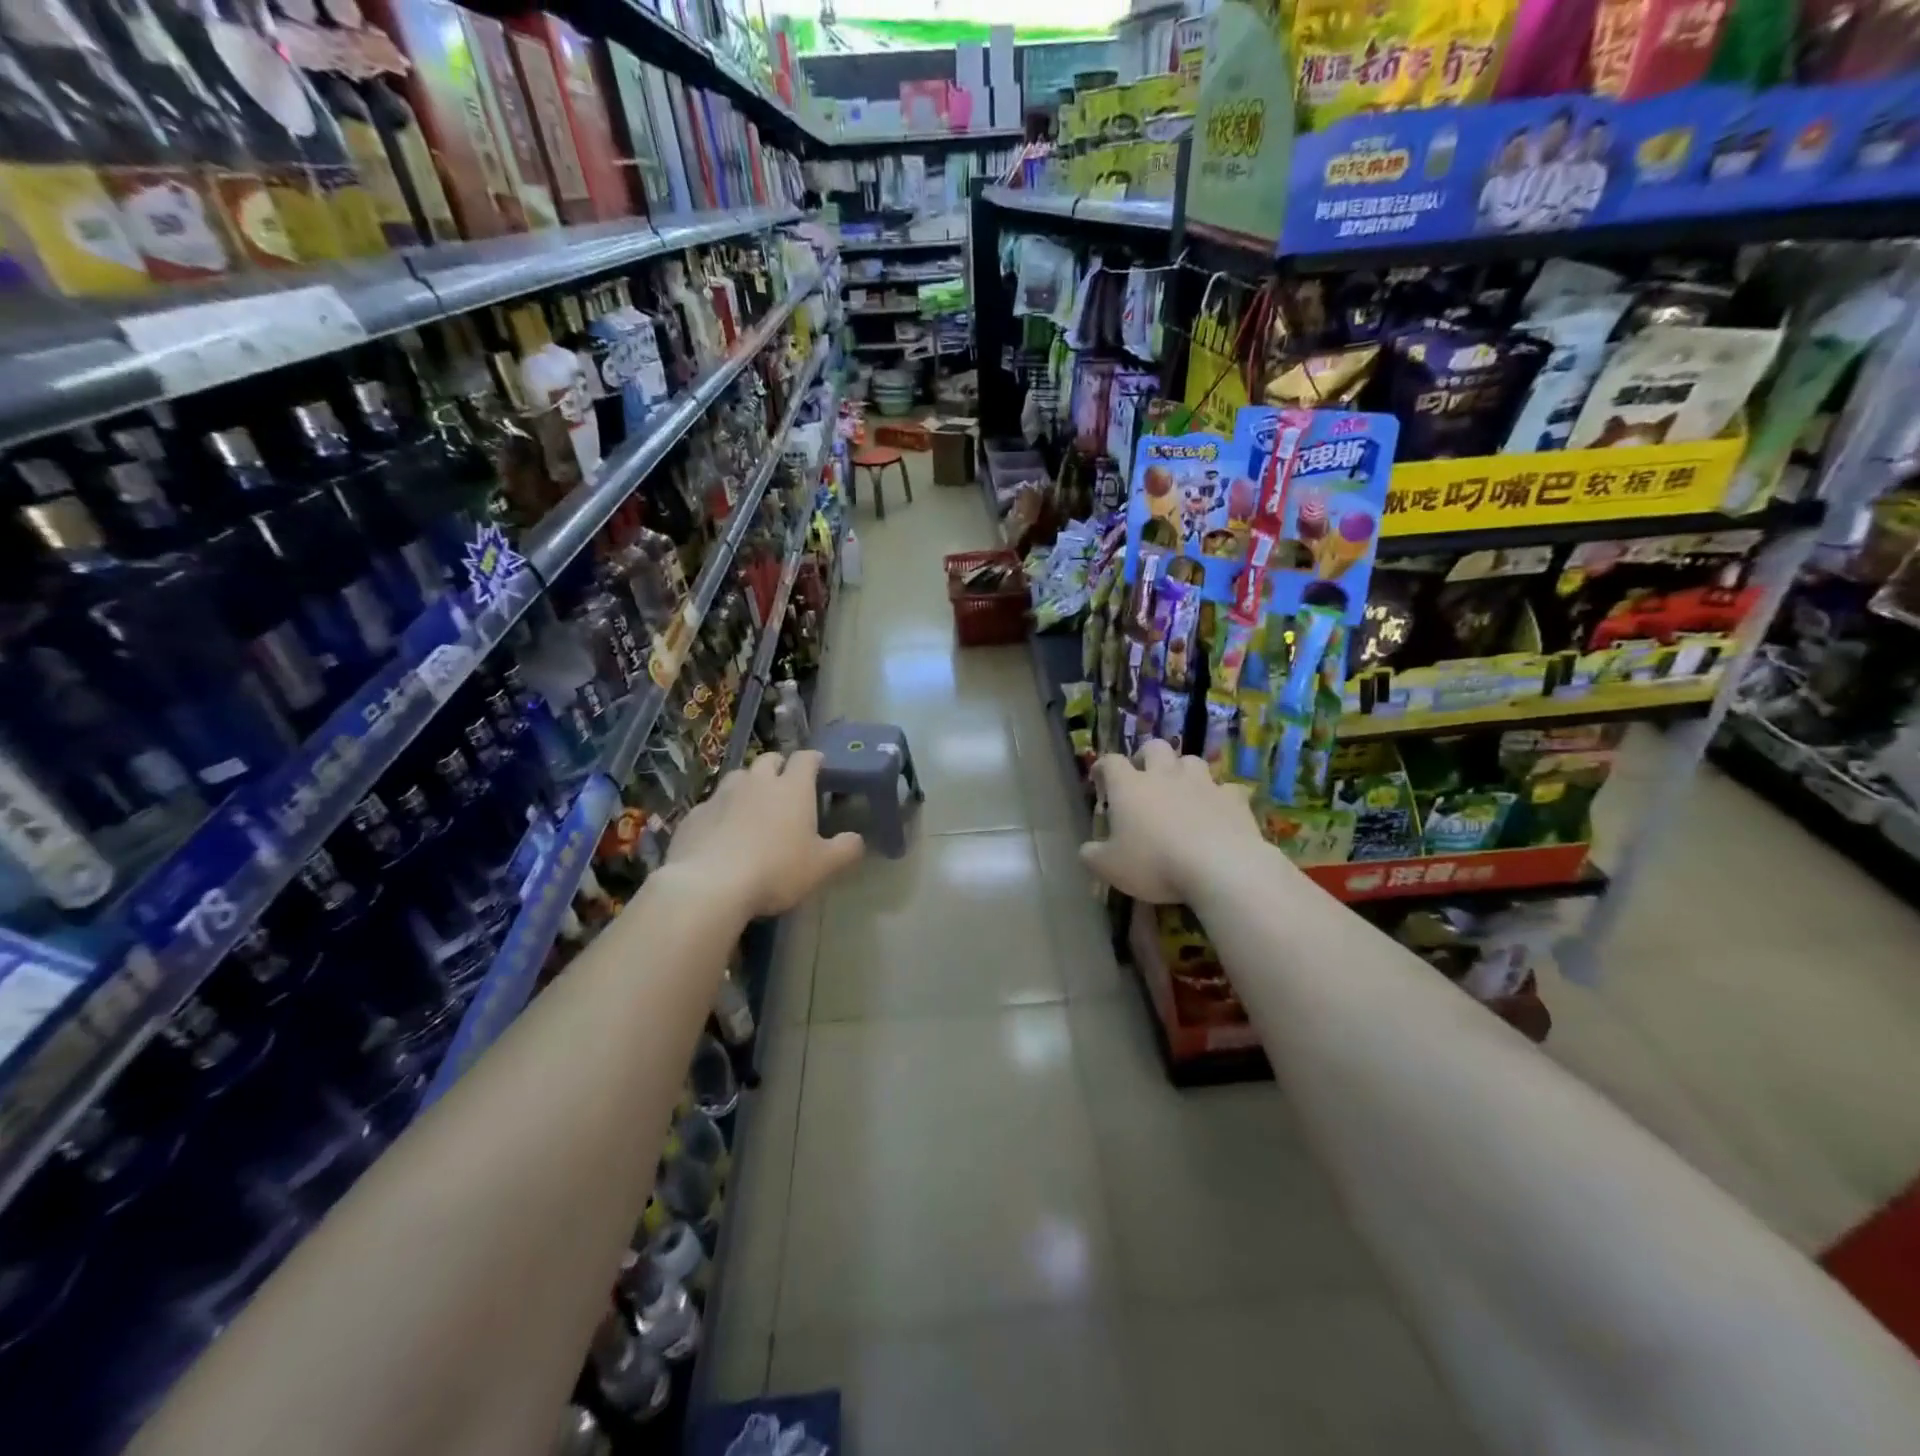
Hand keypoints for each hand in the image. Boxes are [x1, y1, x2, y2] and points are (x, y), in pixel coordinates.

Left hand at [667, 750, 864, 916]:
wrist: (710, 885)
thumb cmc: (776, 870)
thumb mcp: (822, 866)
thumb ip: (845, 850)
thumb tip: (857, 839)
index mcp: (792, 788)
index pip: (806, 759)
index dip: (814, 760)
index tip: (819, 767)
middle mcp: (757, 782)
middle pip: (769, 759)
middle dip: (779, 767)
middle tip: (786, 787)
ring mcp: (722, 795)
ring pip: (739, 778)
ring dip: (748, 786)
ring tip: (753, 807)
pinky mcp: (694, 814)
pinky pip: (712, 805)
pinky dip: (721, 812)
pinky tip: (722, 834)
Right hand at [1080, 741, 1270, 903]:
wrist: (1219, 867)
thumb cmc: (1154, 863)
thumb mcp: (1110, 868)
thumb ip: (1093, 856)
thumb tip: (1086, 850)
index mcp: (1129, 787)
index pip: (1111, 762)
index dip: (1103, 767)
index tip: (1100, 777)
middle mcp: (1164, 776)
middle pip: (1154, 748)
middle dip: (1147, 757)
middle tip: (1143, 777)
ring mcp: (1202, 783)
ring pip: (1191, 760)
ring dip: (1183, 771)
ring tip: (1181, 791)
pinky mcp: (1233, 798)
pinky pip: (1225, 788)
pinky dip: (1219, 796)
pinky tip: (1217, 811)